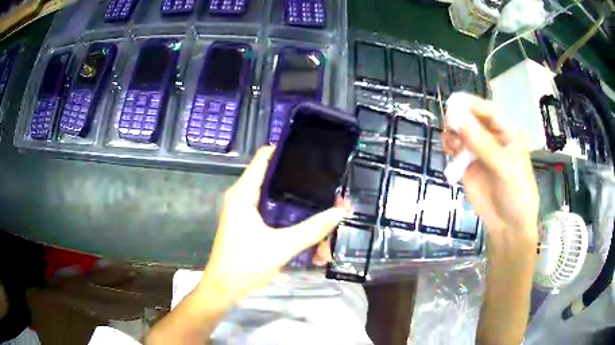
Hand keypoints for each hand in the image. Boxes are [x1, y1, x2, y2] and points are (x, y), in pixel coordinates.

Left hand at [197, 146, 346, 307]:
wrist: (224, 288)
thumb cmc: (246, 264)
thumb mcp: (282, 247)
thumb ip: (312, 229)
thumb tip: (340, 211)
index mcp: (243, 193)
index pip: (264, 156)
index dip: (285, 149)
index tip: (310, 153)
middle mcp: (242, 196)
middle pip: (273, 177)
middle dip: (300, 183)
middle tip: (325, 187)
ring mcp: (243, 210)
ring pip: (274, 197)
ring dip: (297, 205)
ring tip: (321, 211)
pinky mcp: (247, 223)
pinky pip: (271, 212)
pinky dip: (289, 218)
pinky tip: (307, 230)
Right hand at [442, 95, 539, 257]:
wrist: (508, 226)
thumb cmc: (516, 194)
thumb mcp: (503, 167)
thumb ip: (481, 142)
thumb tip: (455, 115)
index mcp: (507, 133)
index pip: (489, 111)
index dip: (472, 104)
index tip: (453, 102)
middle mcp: (492, 138)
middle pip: (473, 119)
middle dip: (460, 118)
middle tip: (449, 123)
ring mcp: (479, 152)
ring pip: (462, 132)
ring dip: (453, 133)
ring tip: (451, 143)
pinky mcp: (468, 165)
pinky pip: (456, 150)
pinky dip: (450, 147)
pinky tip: (450, 152)